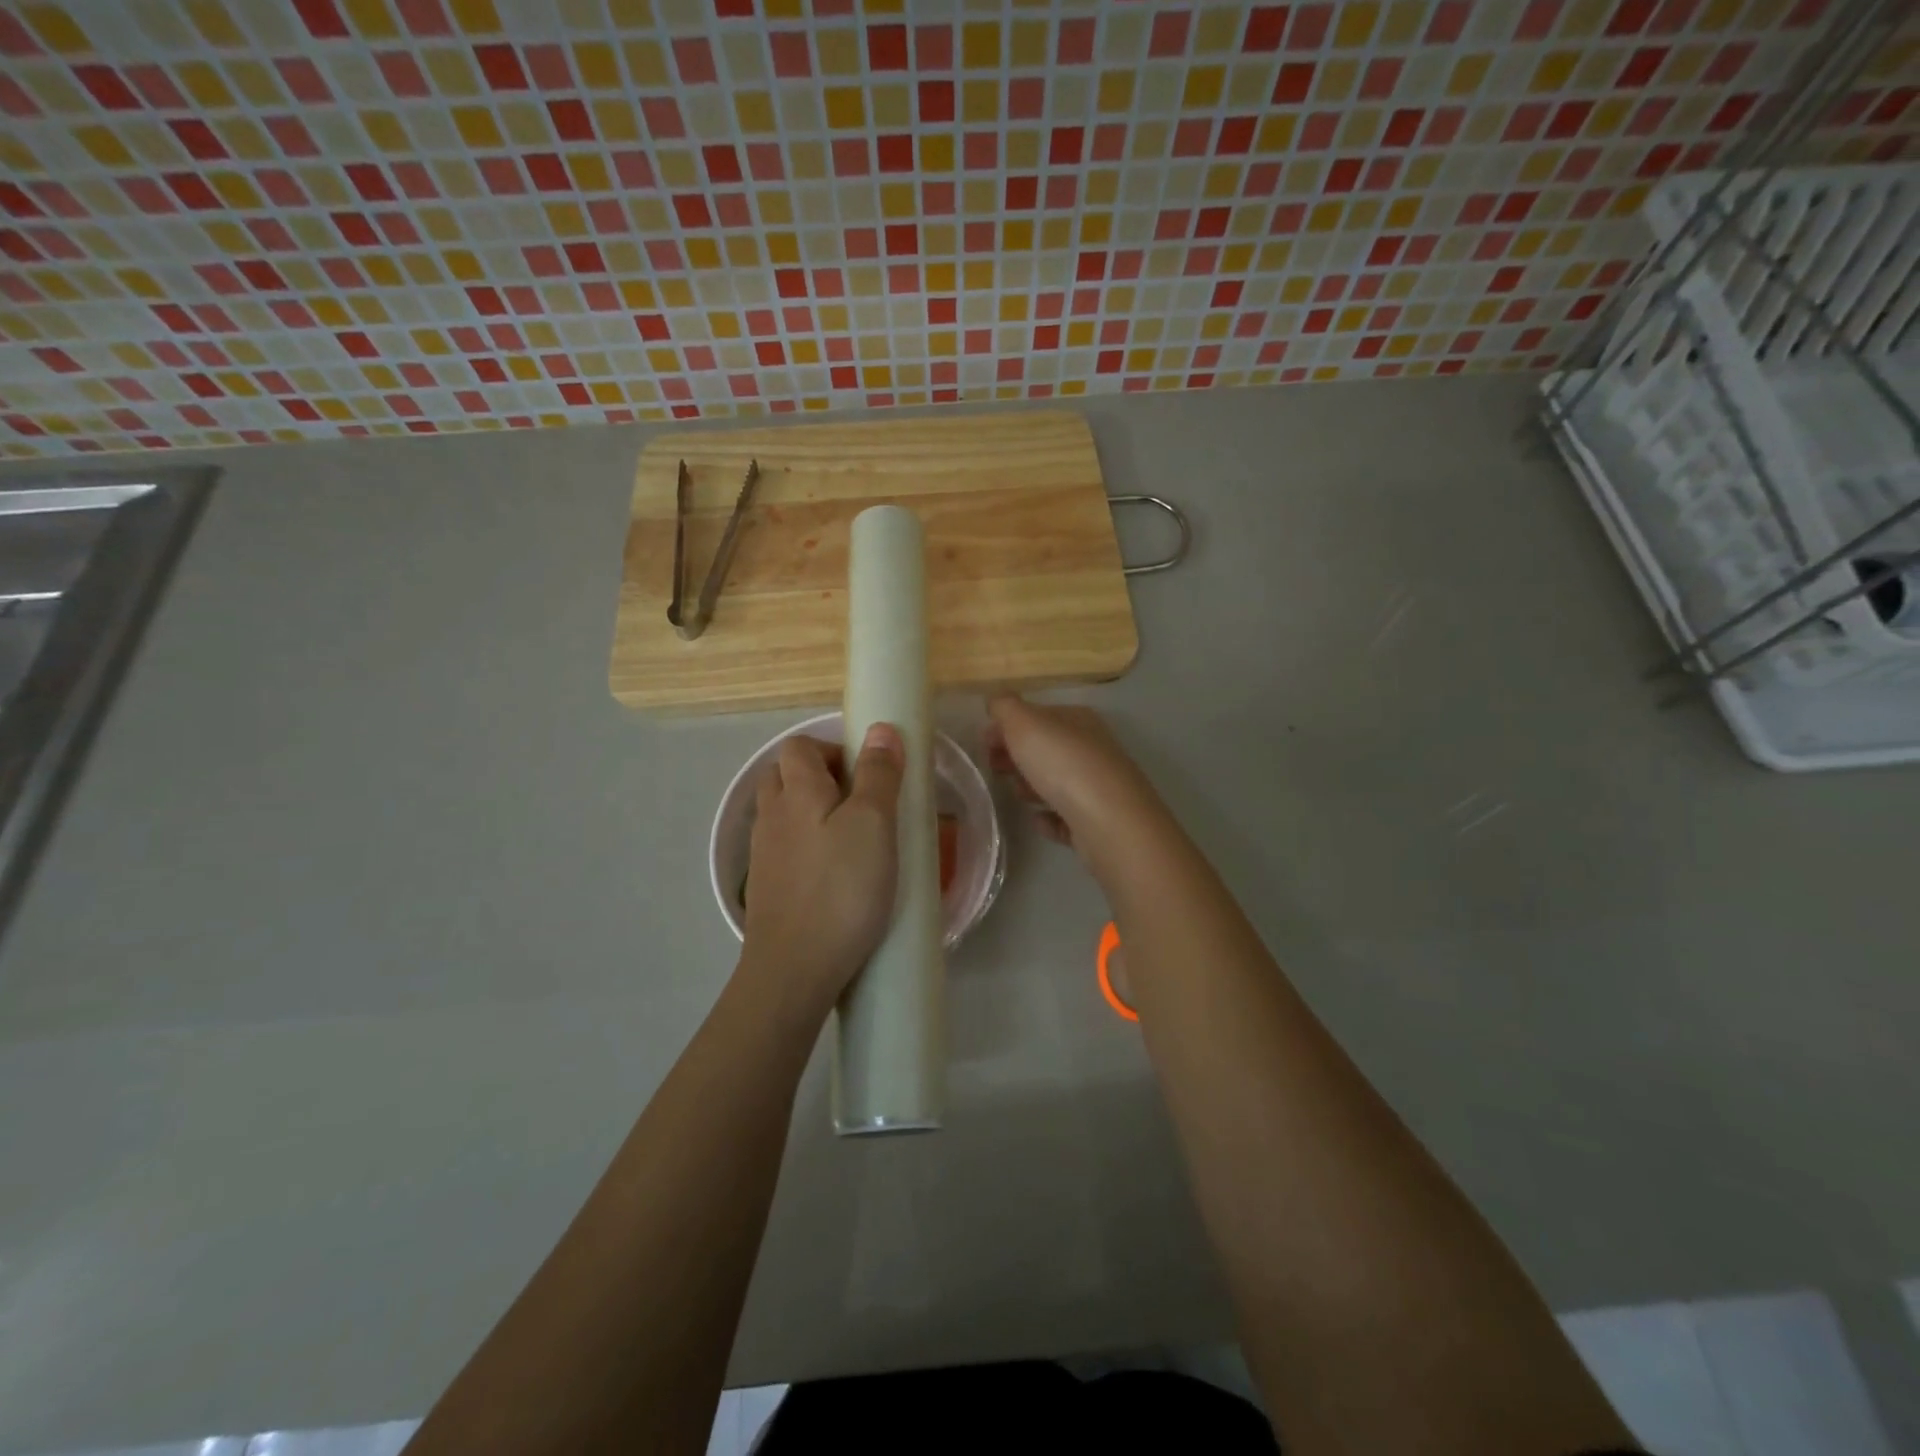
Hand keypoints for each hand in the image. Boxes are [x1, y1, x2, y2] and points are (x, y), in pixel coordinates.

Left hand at [740, 725, 904, 1014]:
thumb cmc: (841, 889)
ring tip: (854, 839)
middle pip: (786, 776)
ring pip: (785, 814)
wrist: (794, 969)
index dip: (832, 749)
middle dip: (822, 778)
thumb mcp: (873, 824)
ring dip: (814, 813)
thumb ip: (878, 774)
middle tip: (863, 803)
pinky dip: (808, 847)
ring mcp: (764, 854)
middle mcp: (771, 815)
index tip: (868, 774)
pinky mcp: (767, 887)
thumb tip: (881, 729)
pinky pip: (785, 849)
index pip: (800, 746)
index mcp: (795, 791)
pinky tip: (835, 875)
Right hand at [984, 696, 1169, 871]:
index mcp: (1078, 719)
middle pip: (1047, 748)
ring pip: (1058, 782)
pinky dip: (1051, 817)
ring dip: (1033, 785)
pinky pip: (1068, 817)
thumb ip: (1005, 707)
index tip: (983, 742)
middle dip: (1017, 755)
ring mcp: (1099, 787)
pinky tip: (1037, 820)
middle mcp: (1093, 748)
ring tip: (1015, 794)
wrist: (1109, 821)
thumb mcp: (1025, 723)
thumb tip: (995, 700)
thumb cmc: (1063, 764)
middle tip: (992, 767)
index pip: (1038, 715)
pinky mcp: (1099, 822)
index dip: (1008, 726)